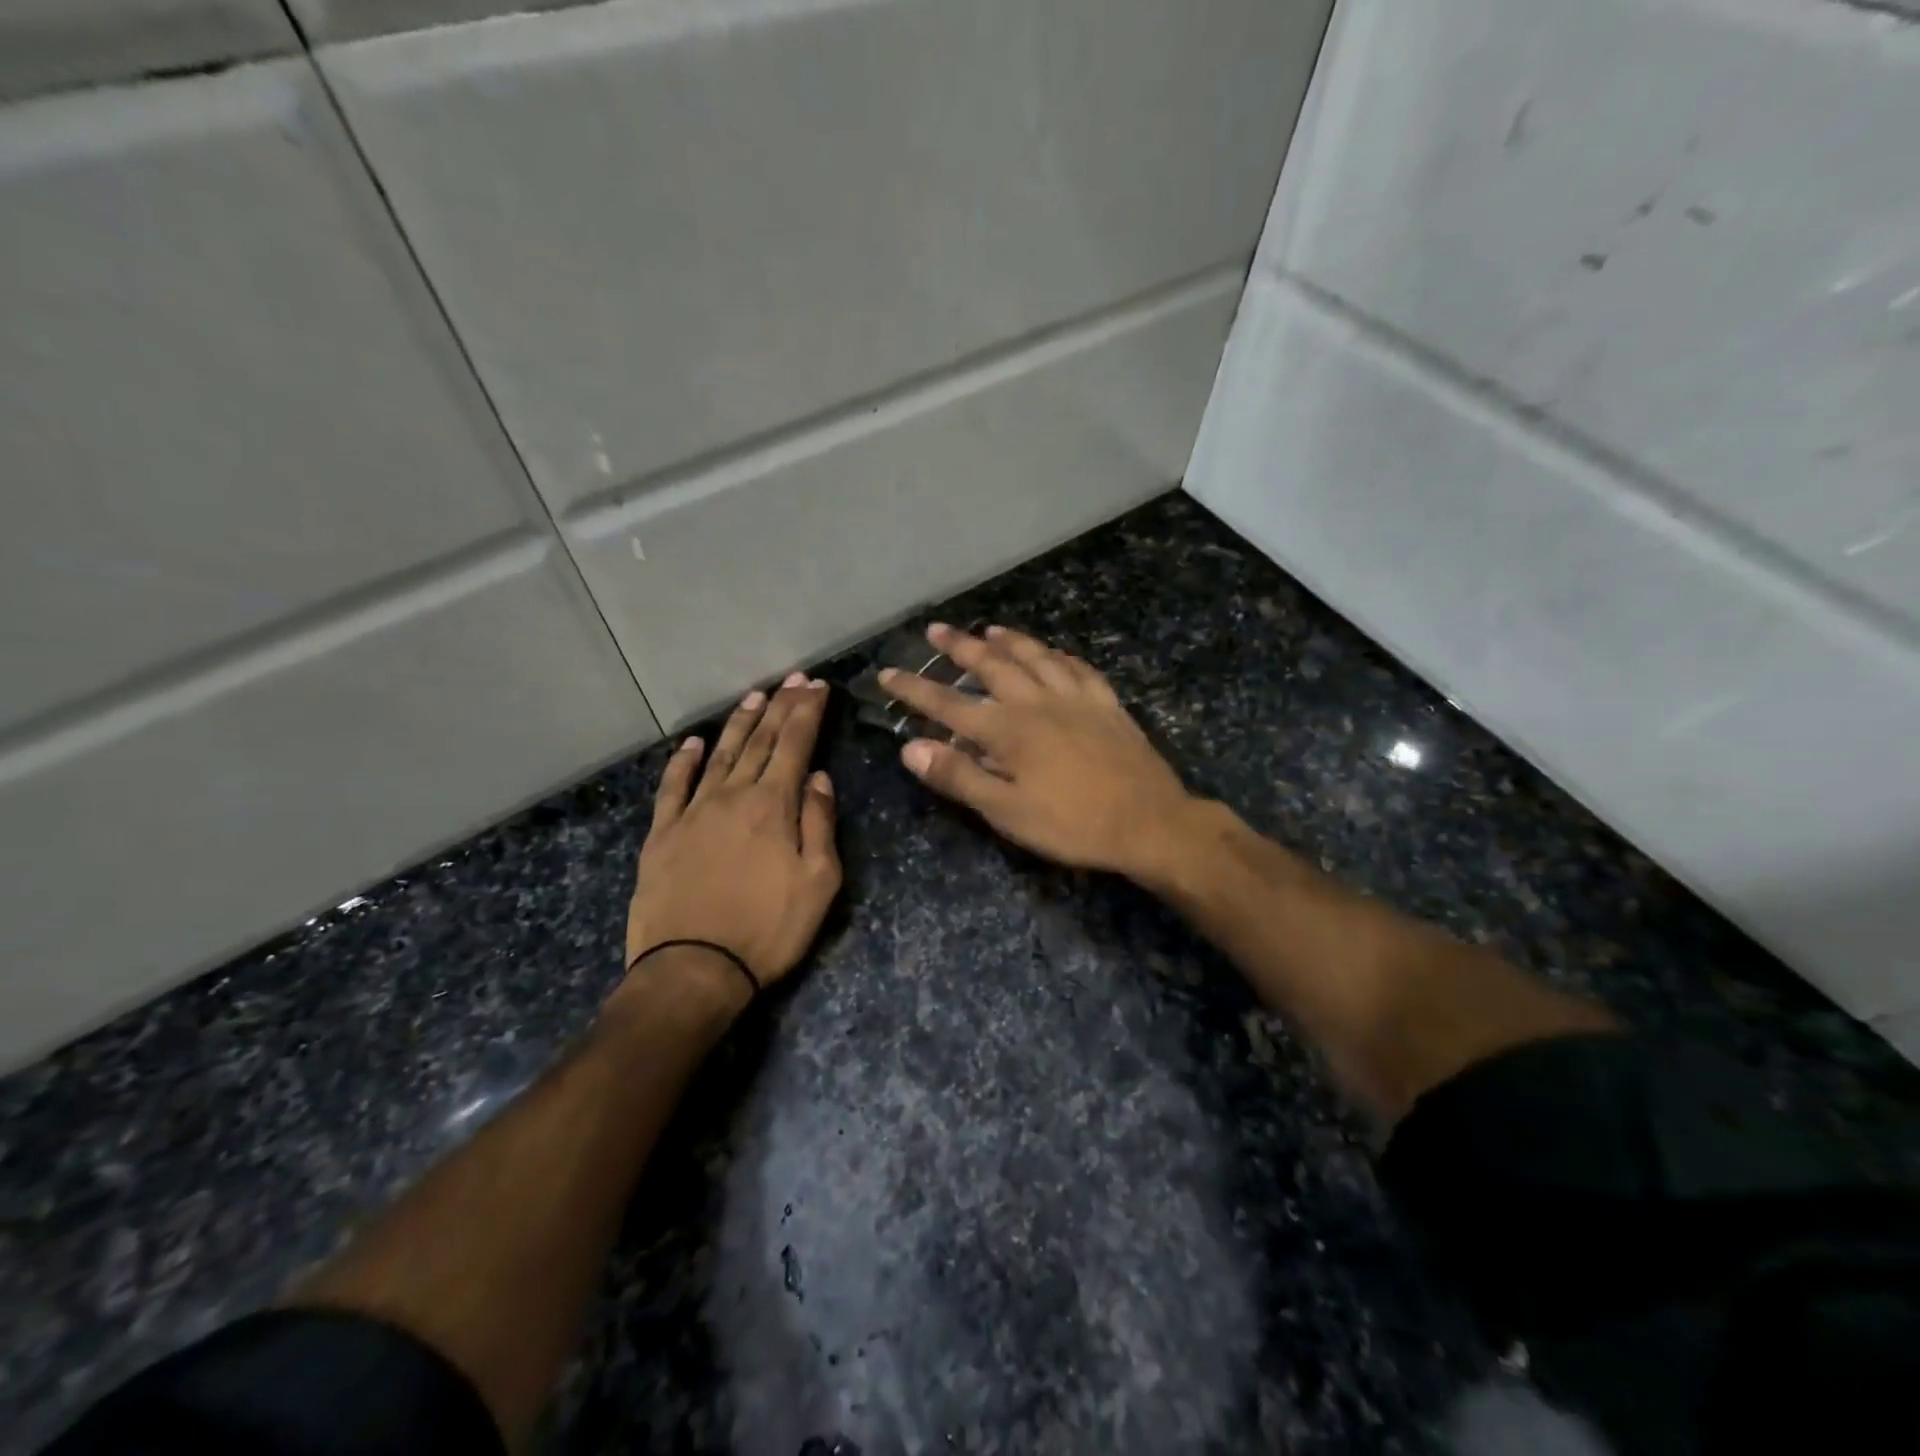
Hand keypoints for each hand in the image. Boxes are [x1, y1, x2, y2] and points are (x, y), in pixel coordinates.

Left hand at [621, 674, 840, 995]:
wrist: (694, 969)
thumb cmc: (768, 930)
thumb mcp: (819, 882)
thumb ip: (820, 823)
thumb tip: (817, 778)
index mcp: (773, 806)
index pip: (795, 745)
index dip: (807, 712)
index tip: (817, 687)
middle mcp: (732, 796)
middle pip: (760, 741)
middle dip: (780, 707)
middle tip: (793, 680)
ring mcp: (693, 812)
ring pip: (721, 755)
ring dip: (739, 723)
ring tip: (755, 696)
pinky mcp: (662, 834)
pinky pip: (672, 787)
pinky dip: (683, 762)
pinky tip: (693, 744)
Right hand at [880, 624, 1195, 879]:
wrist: (1149, 822)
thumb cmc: (1072, 824)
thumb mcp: (1006, 812)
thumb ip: (959, 776)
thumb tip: (911, 748)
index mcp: (1007, 730)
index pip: (948, 703)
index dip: (914, 688)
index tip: (887, 672)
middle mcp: (1037, 702)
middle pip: (991, 665)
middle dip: (959, 647)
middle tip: (936, 629)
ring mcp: (1076, 698)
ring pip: (1035, 656)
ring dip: (1009, 640)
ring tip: (990, 629)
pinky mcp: (1107, 703)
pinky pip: (1078, 668)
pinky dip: (1059, 655)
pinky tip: (1054, 653)